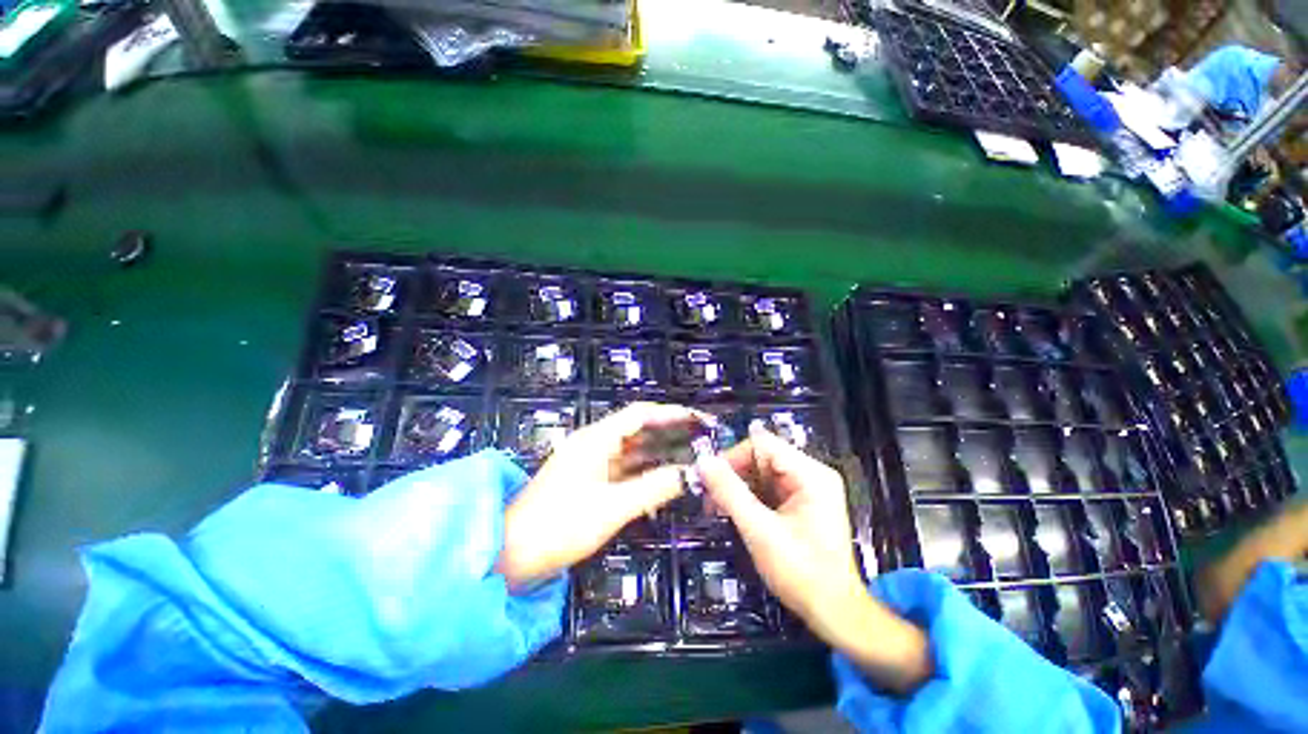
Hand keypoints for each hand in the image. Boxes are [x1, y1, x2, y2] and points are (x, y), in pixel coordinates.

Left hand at [497, 402, 698, 589]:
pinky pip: (624, 471)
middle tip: (701, 440)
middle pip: (638, 430)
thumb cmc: (559, 525)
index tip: (699, 420)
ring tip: (691, 459)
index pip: (640, 414)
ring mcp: (591, 464)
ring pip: (633, 452)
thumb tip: (691, 474)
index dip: (671, 414)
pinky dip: (645, 473)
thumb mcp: (612, 506)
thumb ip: (654, 487)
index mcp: (595, 439)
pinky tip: (665, 481)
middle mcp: (594, 444)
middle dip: (669, 433)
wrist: (510, 555)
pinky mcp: (590, 482)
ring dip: (659, 454)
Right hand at [697, 424, 931, 693]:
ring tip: (718, 508)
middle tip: (711, 498)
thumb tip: (703, 462)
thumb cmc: (801, 573)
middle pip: (761, 457)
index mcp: (810, 474)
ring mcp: (807, 488)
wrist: (834, 613)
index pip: (762, 444)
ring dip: (738, 488)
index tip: (709, 478)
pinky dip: (749, 498)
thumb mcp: (760, 531)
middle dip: (734, 475)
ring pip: (761, 473)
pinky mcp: (801, 503)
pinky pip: (768, 488)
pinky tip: (734, 513)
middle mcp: (811, 474)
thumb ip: (730, 493)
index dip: (733, 456)